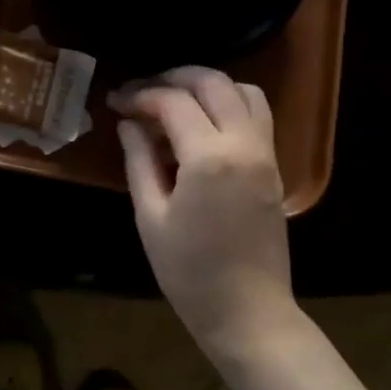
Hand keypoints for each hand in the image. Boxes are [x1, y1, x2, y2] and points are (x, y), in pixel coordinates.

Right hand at [112, 67, 297, 354]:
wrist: (247, 312)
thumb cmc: (189, 272)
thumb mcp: (151, 216)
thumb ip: (139, 160)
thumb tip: (129, 123)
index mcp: (209, 157)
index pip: (172, 102)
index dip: (140, 95)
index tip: (116, 102)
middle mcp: (244, 143)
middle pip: (213, 82)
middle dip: (174, 77)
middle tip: (143, 91)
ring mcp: (266, 153)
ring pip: (244, 90)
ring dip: (208, 85)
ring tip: (175, 100)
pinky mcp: (274, 166)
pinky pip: (257, 114)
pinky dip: (230, 103)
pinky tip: (201, 124)